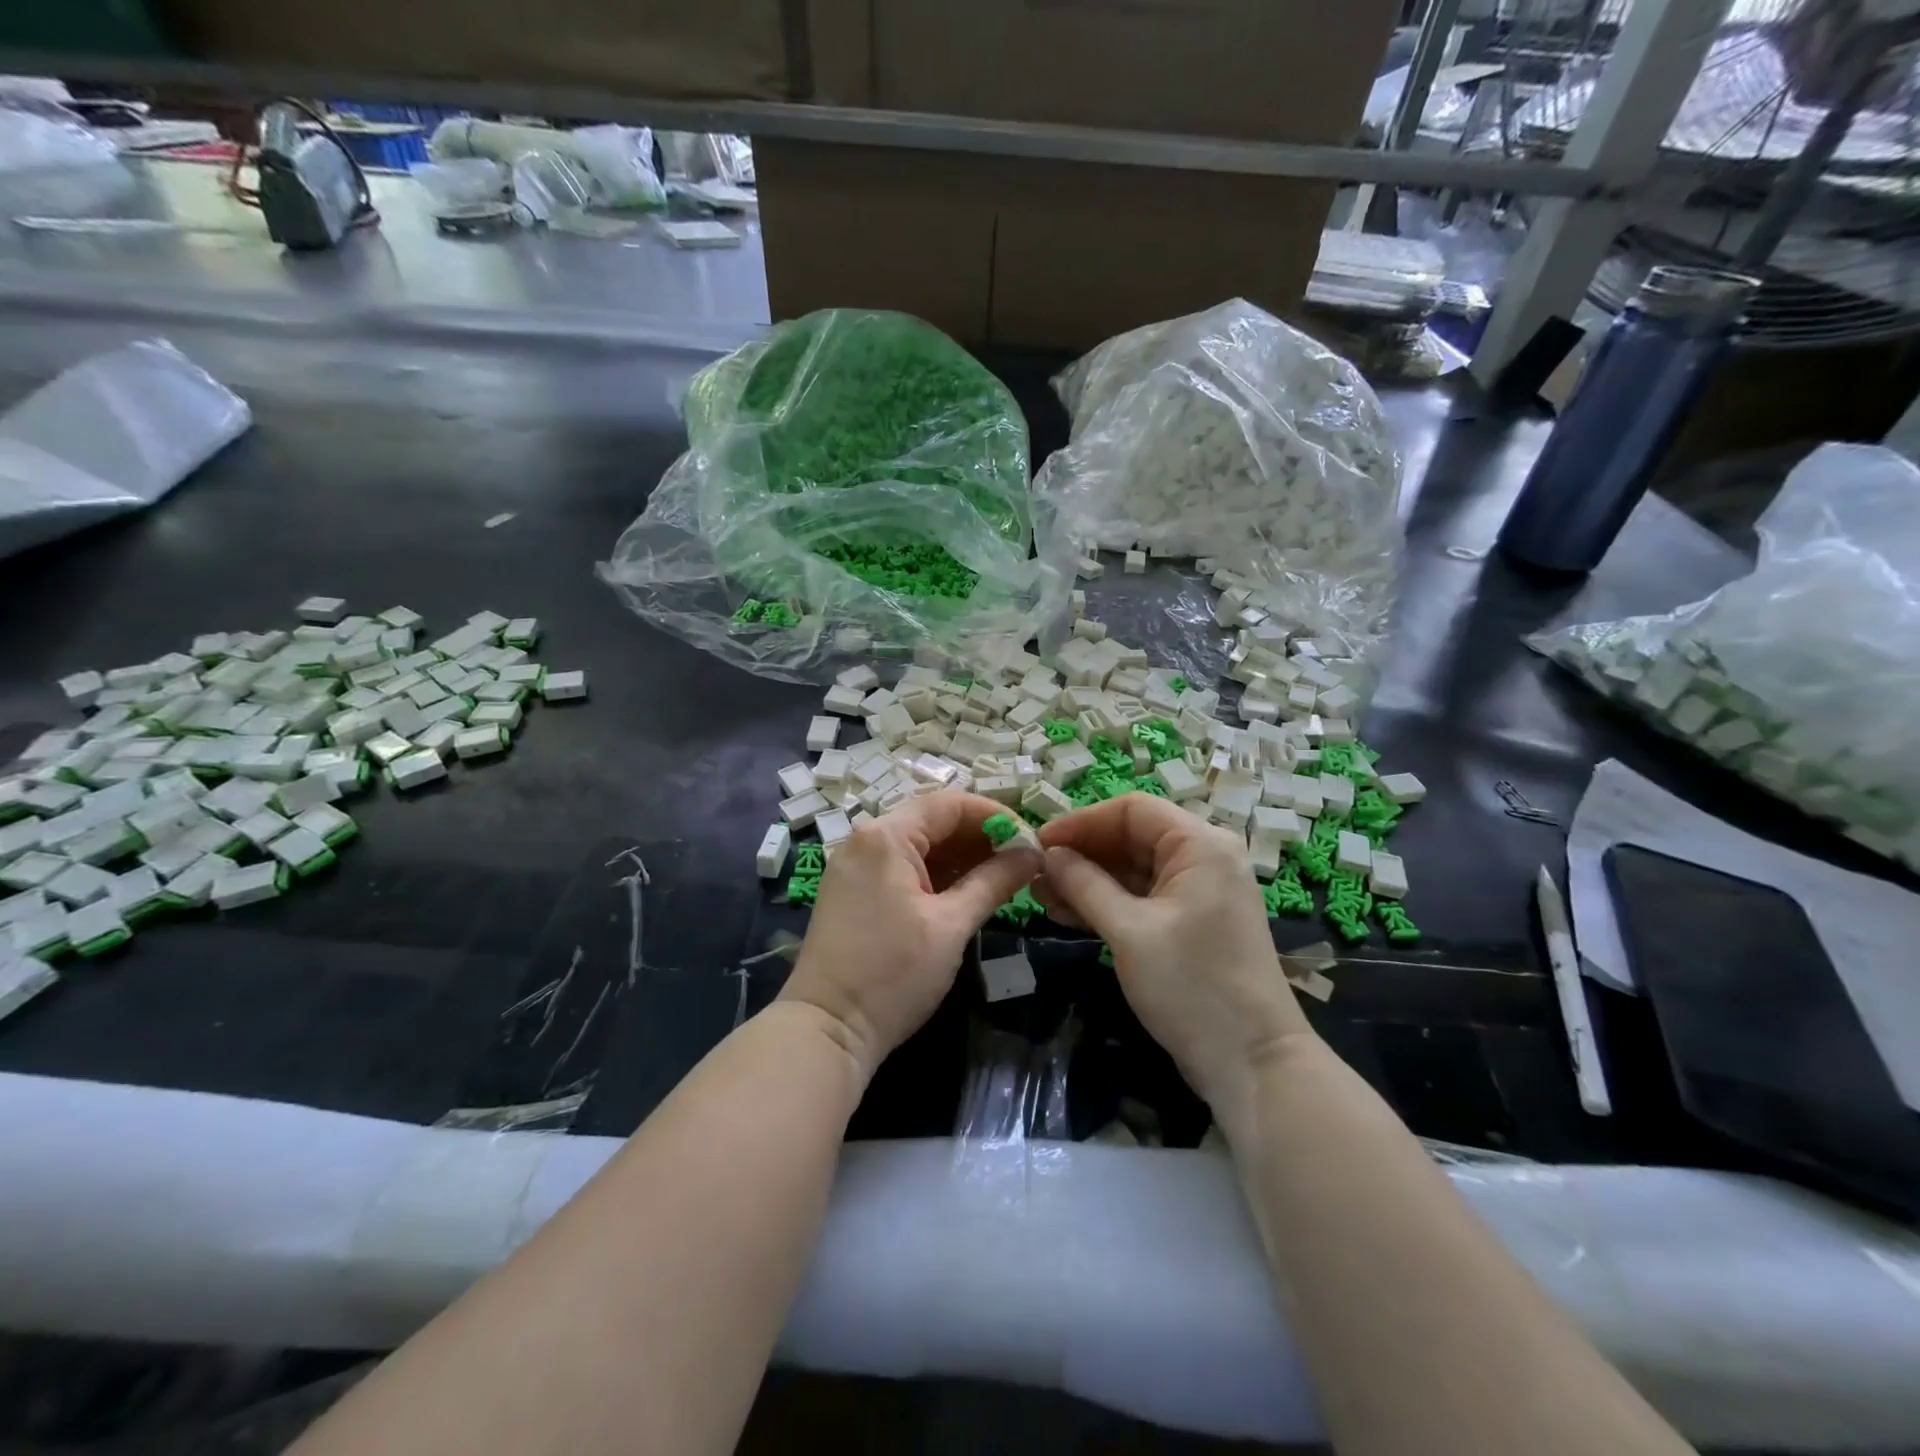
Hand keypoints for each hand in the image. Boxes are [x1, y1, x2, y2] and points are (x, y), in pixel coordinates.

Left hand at [781, 791, 1040, 1079]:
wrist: (827, 1031)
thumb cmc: (892, 974)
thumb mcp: (951, 926)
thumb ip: (994, 882)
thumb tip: (1034, 856)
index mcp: (886, 836)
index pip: (950, 804)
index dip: (995, 817)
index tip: (1031, 841)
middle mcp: (866, 840)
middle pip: (933, 821)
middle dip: (980, 837)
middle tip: (1022, 861)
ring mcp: (855, 866)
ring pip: (918, 845)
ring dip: (961, 857)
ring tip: (1003, 877)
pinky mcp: (854, 891)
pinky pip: (902, 867)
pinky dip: (936, 874)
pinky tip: (967, 891)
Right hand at [1034, 793, 1312, 1110]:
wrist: (1253, 1063)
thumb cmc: (1192, 986)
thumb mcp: (1129, 931)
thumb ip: (1084, 884)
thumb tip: (1047, 854)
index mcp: (1200, 845)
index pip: (1132, 810)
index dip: (1082, 822)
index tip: (1039, 842)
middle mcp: (1203, 858)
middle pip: (1131, 838)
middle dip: (1082, 854)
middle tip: (1034, 874)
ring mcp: (1198, 892)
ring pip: (1133, 870)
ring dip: (1088, 880)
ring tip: (1041, 896)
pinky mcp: (1190, 923)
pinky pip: (1142, 898)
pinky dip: (1106, 903)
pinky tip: (1067, 914)